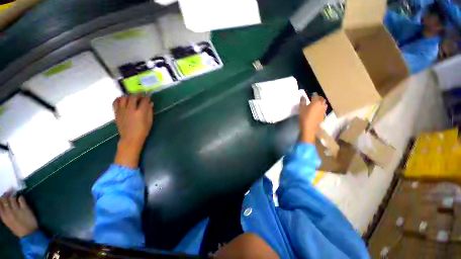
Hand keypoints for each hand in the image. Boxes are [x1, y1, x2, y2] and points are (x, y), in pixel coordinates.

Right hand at [0, 195, 37, 237]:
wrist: (29, 234)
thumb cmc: (18, 229)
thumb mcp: (8, 222)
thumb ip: (5, 214)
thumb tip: (3, 205)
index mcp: (4, 216)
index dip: (0, 199)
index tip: (1, 196)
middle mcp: (9, 212)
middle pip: (5, 200)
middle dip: (6, 195)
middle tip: (8, 192)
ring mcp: (17, 209)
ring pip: (13, 198)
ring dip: (13, 195)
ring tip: (14, 194)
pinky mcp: (25, 208)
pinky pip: (21, 199)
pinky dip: (21, 197)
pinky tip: (21, 198)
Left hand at [113, 95, 153, 167]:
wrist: (130, 138)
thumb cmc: (143, 131)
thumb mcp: (149, 121)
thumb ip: (150, 111)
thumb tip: (150, 103)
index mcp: (140, 112)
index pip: (144, 100)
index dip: (147, 97)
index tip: (149, 96)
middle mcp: (130, 109)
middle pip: (133, 97)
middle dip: (138, 95)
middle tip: (141, 96)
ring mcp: (122, 111)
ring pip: (123, 98)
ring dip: (128, 96)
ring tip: (132, 98)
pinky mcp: (116, 113)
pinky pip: (116, 102)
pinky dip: (119, 99)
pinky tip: (123, 100)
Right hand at [299, 94, 327, 143]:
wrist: (309, 128)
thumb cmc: (304, 117)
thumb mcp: (301, 108)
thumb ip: (302, 101)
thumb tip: (303, 96)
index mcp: (316, 102)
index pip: (315, 95)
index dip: (313, 94)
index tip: (311, 94)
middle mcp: (321, 105)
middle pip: (322, 99)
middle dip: (318, 97)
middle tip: (314, 98)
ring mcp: (323, 110)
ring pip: (324, 104)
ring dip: (321, 102)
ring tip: (317, 103)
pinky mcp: (323, 115)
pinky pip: (323, 109)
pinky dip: (321, 108)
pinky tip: (318, 110)